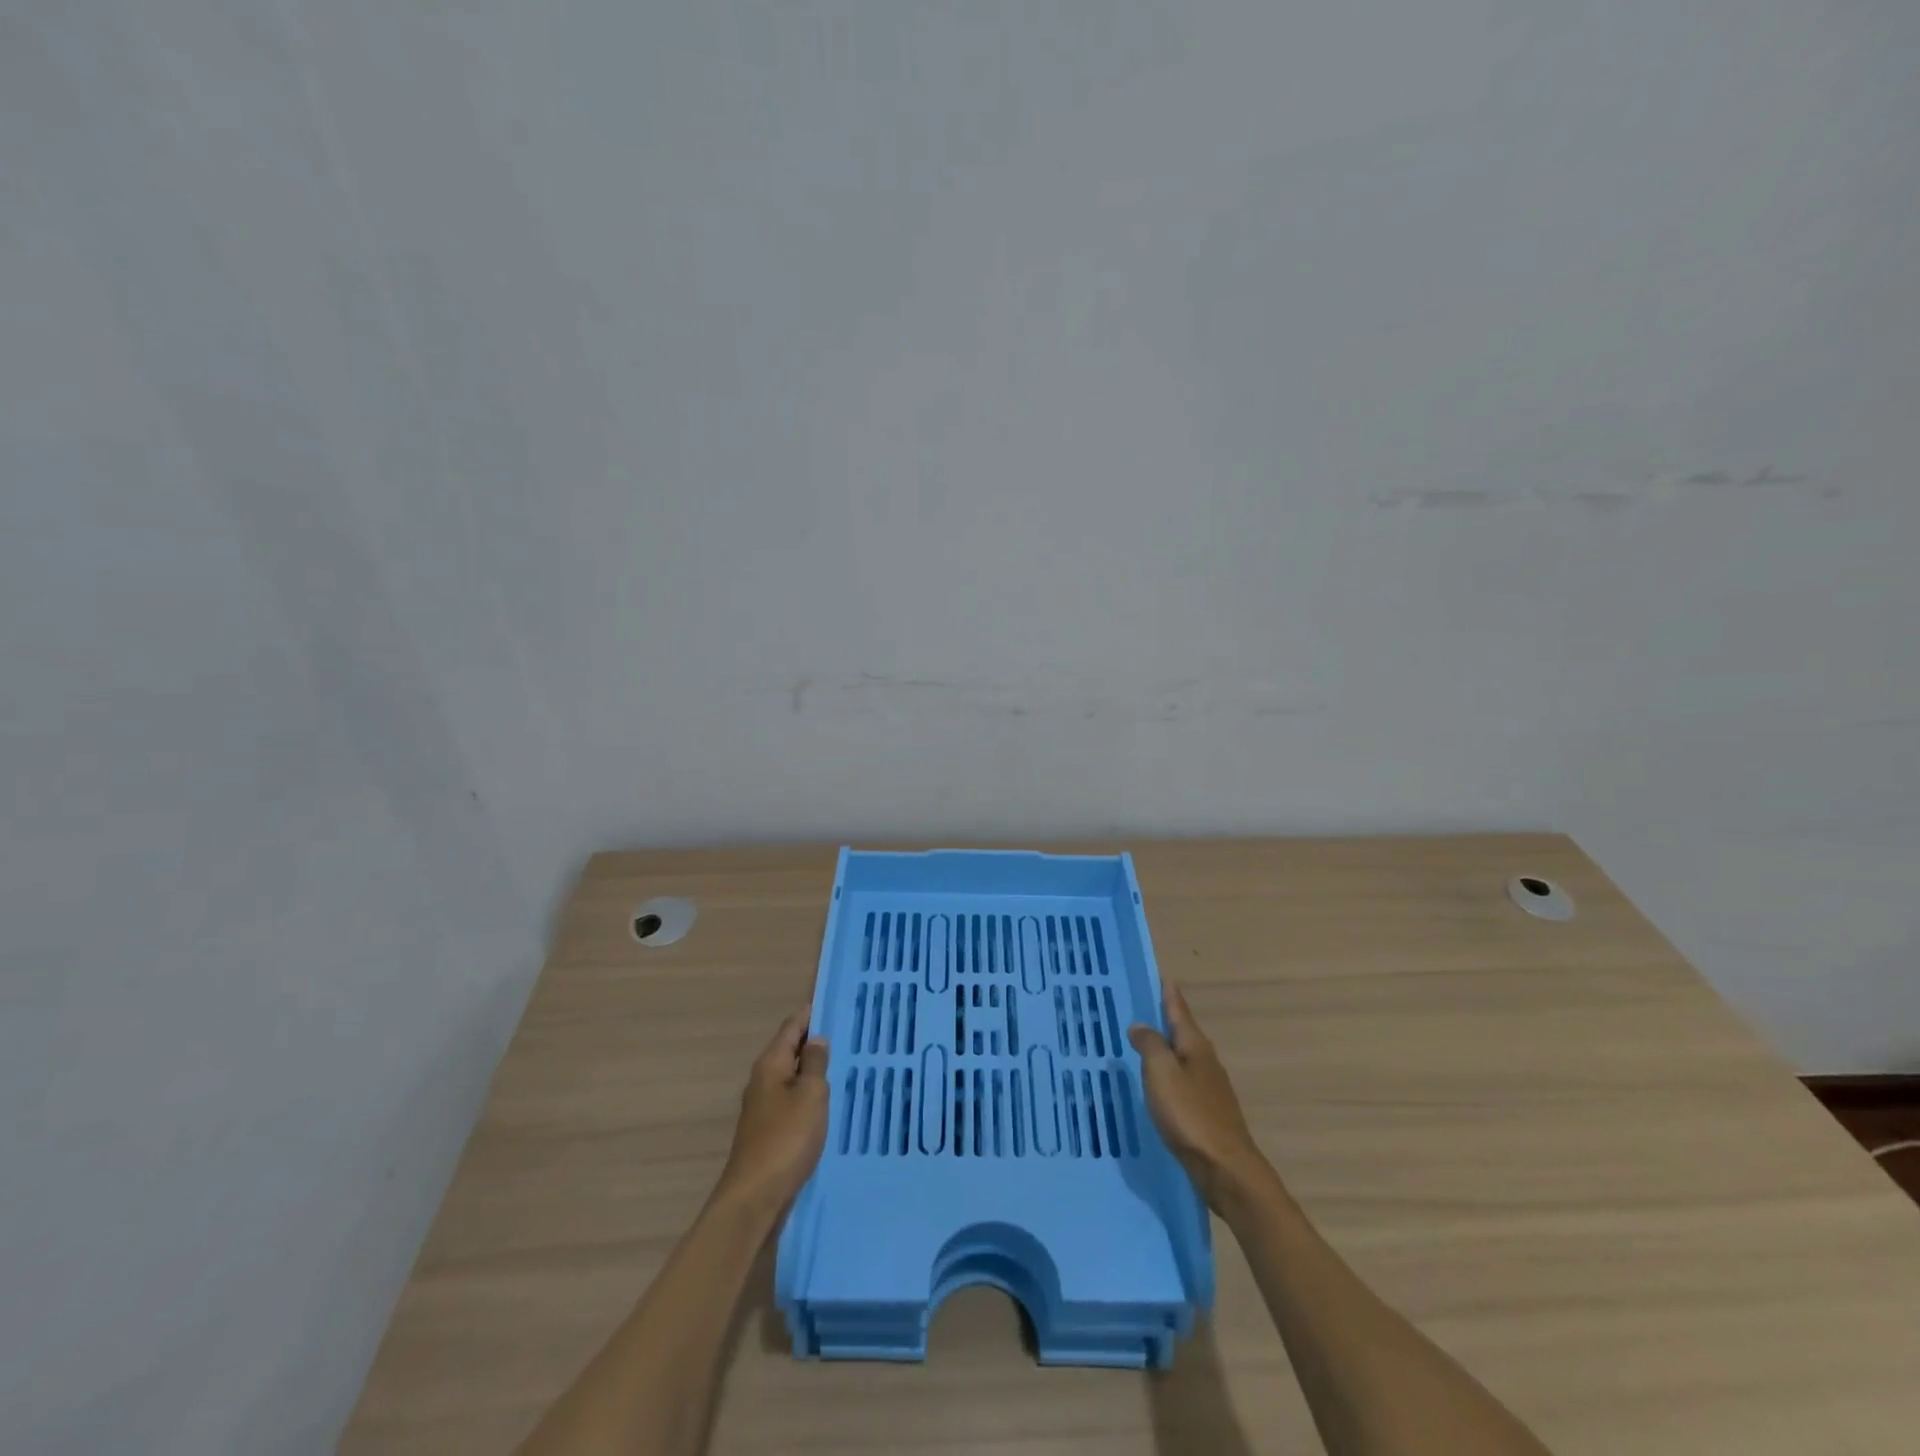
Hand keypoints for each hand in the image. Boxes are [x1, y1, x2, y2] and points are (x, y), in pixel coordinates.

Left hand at [713, 1010, 830, 1215]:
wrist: (755, 1198)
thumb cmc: (786, 1139)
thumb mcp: (810, 1095)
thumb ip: (814, 1064)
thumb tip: (815, 1039)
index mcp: (770, 1065)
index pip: (791, 1028)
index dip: (810, 1015)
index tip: (831, 1004)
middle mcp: (762, 1081)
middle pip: (788, 1051)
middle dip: (812, 1042)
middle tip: (844, 1033)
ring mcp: (762, 1108)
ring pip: (790, 1077)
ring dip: (810, 1070)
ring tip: (840, 1064)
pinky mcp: (767, 1131)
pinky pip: (791, 1100)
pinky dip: (807, 1094)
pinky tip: (824, 1102)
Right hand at [1129, 982, 1267, 1210]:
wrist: (1226, 1170)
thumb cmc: (1190, 1115)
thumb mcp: (1162, 1073)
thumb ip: (1150, 1045)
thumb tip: (1140, 1025)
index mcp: (1195, 1046)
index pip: (1179, 1011)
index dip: (1169, 995)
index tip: (1163, 977)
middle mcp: (1206, 1062)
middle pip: (1183, 1033)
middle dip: (1166, 1020)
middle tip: (1144, 1007)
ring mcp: (1210, 1089)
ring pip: (1183, 1058)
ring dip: (1166, 1048)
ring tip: (1145, 1043)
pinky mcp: (1208, 1113)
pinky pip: (1183, 1082)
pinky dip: (1169, 1075)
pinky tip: (1159, 1084)